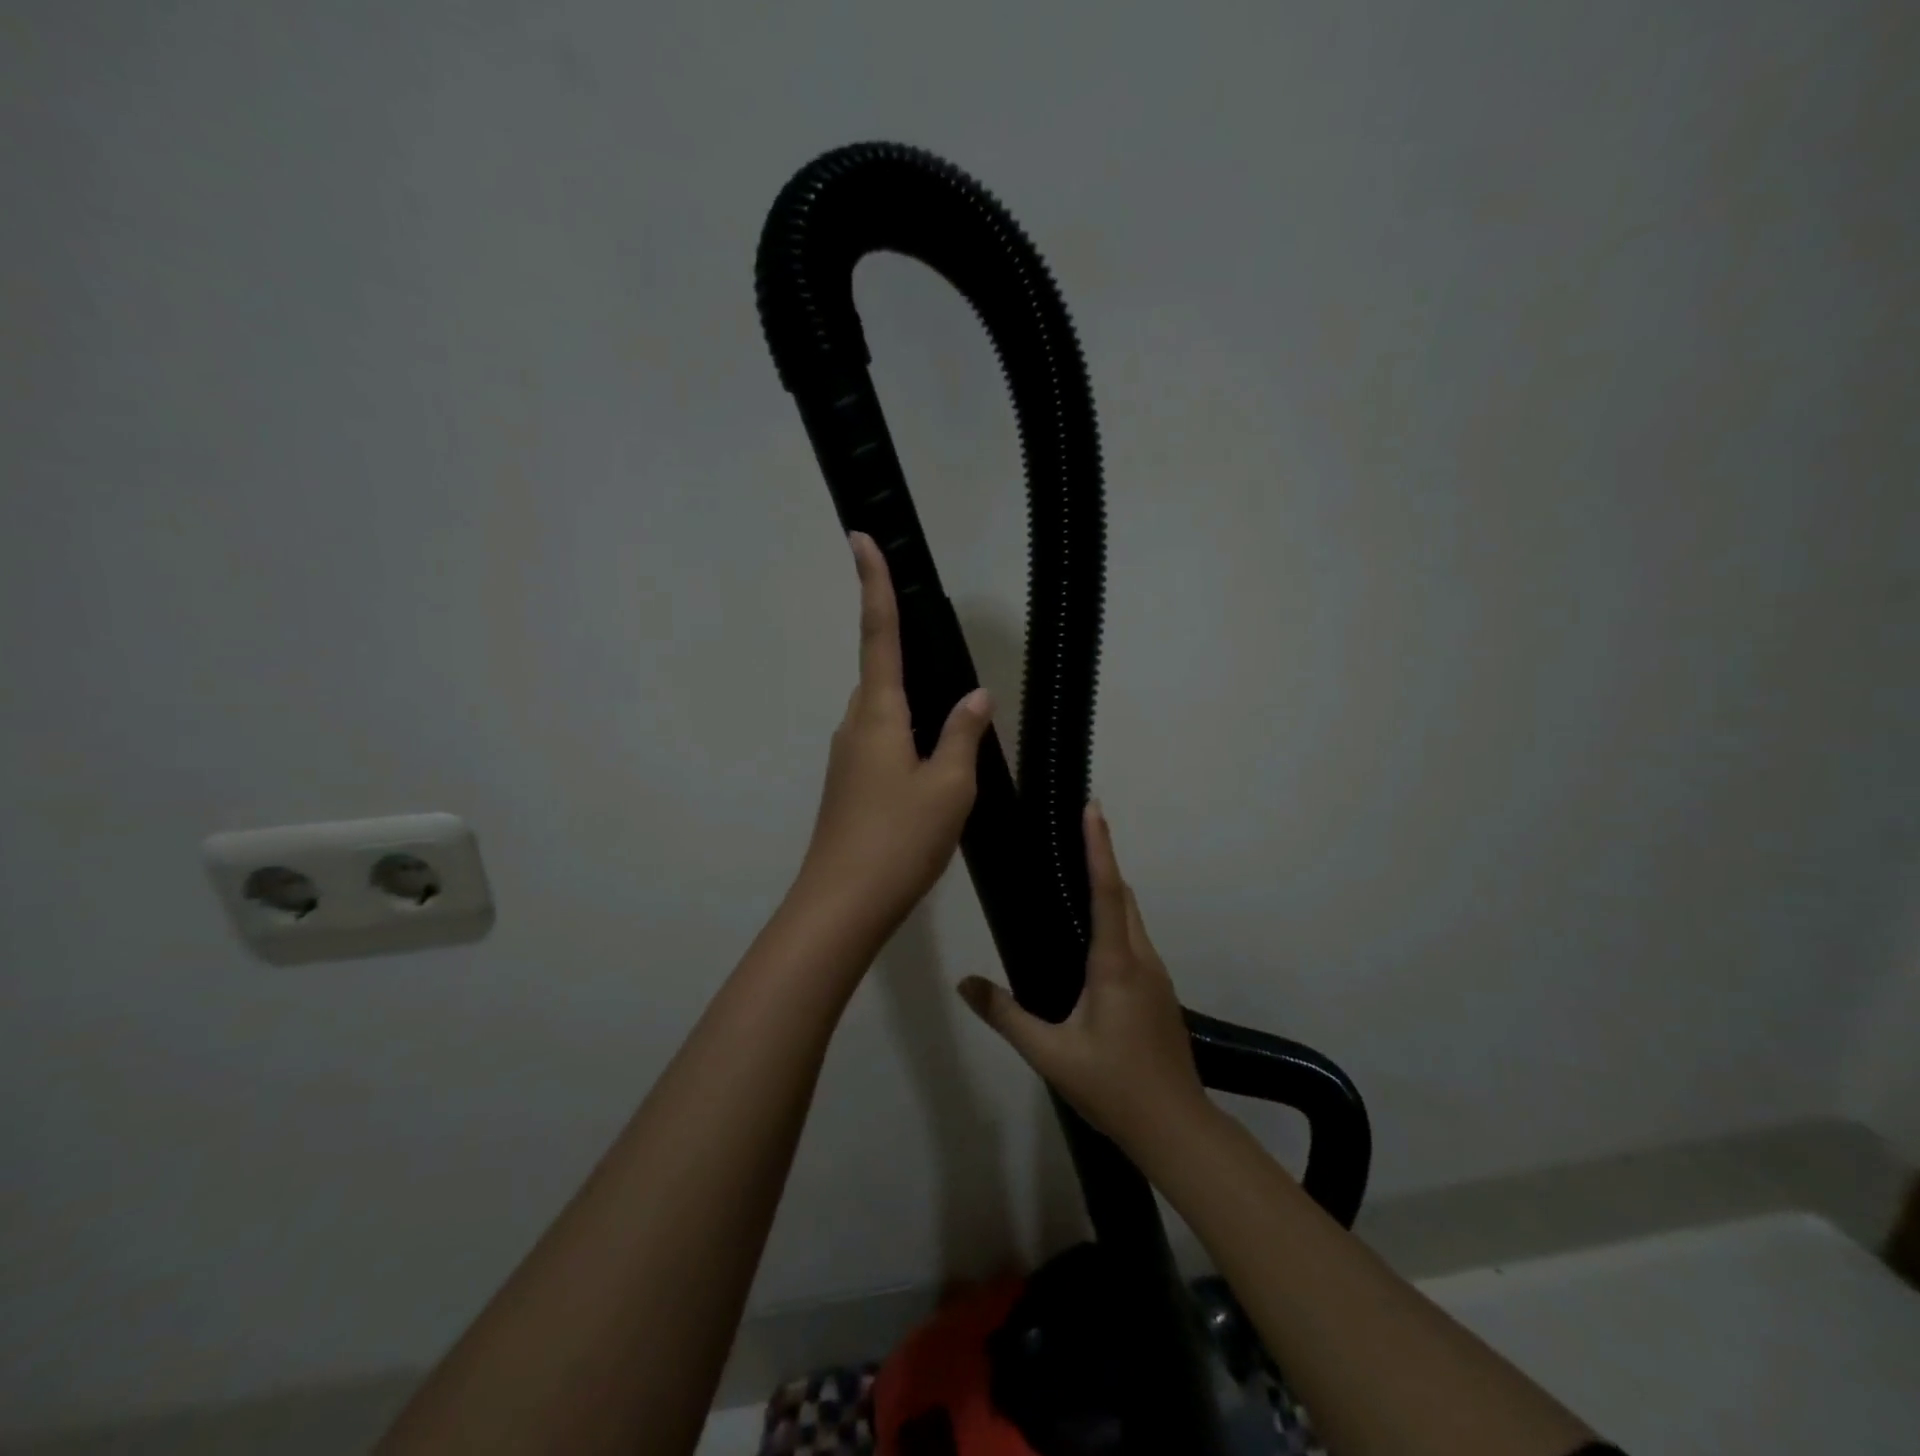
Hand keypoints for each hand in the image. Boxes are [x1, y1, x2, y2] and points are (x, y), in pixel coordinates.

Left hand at [791, 533, 993, 946]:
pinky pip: (882, 742)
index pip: (877, 633)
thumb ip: (963, 735)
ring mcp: (847, 757)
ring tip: (953, 722)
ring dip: (913, 706)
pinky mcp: (849, 785)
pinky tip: (934, 765)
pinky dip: (908, 738)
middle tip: (939, 648)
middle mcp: (855, 725)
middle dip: (905, 652)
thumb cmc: (899, 839)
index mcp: (878, 713)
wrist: (842, 904)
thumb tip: (976, 697)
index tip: (860, 537)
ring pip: (884, 713)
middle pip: (882, 673)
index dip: (874, 583)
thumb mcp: (949, 786)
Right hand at [957, 803, 1212, 1152]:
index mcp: (1115, 964)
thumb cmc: (1113, 1087)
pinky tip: (1092, 939)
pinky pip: (1135, 940)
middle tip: (1078, 830)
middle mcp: (1141, 959)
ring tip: (1077, 874)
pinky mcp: (1160, 993)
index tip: (1093, 809)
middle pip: (1124, 896)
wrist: (1177, 1129)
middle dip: (1103, 859)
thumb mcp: (1050, 1055)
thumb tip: (965, 984)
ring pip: (1133, 918)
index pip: (1107, 891)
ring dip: (1110, 890)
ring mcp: (1156, 976)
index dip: (1099, 847)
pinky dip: (1116, 920)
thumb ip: (1006, 1016)